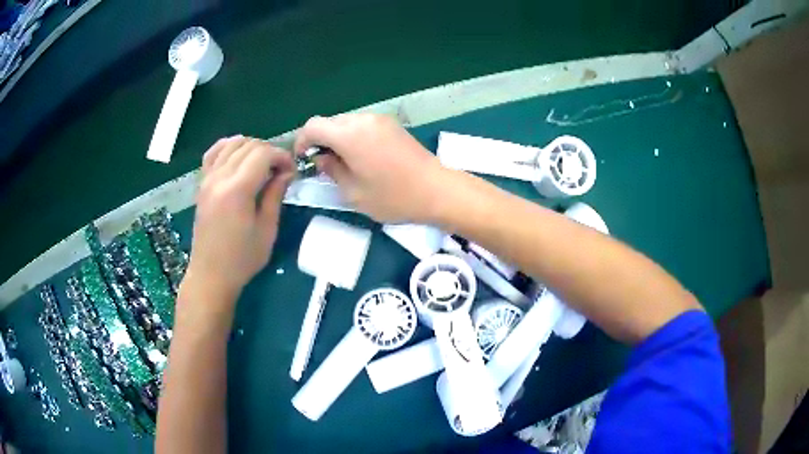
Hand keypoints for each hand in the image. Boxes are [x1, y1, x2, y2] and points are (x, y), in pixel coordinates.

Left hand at [182, 136, 294, 308]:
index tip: (292, 171)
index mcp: (237, 190)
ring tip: (262, 165)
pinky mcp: (202, 184)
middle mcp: (219, 177)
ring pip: (232, 143)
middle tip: (280, 171)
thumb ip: (275, 195)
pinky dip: (229, 147)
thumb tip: (286, 172)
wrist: (211, 275)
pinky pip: (213, 152)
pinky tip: (238, 156)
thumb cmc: (242, 259)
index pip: (263, 154)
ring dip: (251, 147)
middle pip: (249, 145)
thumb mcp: (267, 230)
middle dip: (269, 151)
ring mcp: (207, 179)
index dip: (282, 156)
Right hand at [294, 114, 447, 222]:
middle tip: (324, 166)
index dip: (302, 142)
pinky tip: (362, 158)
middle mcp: (363, 120)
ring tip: (344, 164)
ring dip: (338, 139)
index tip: (304, 160)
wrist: (436, 190)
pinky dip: (354, 137)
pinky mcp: (392, 125)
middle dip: (320, 141)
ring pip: (346, 123)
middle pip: (329, 122)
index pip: (312, 126)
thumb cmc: (393, 197)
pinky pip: (363, 125)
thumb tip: (321, 158)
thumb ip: (331, 170)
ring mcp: (380, 120)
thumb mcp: (353, 193)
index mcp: (349, 134)